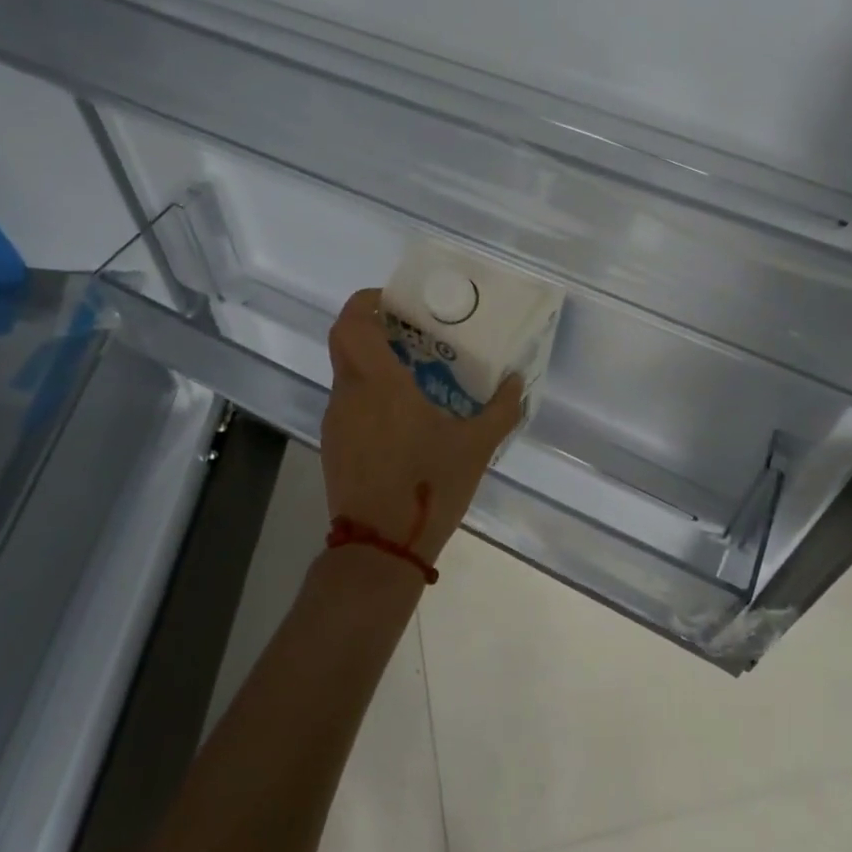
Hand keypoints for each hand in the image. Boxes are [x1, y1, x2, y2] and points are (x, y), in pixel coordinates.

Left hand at [321, 288, 523, 564]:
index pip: (352, 322)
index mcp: (379, 383)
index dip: (366, 301)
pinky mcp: (334, 445)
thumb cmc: (427, 487)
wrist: (380, 550)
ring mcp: (337, 421)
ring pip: (346, 372)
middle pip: (344, 341)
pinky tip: (401, 415)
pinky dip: (369, 393)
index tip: (394, 300)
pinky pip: (348, 402)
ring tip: (413, 373)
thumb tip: (517, 382)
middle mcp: (349, 394)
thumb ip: (501, 410)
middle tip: (409, 330)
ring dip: (372, 362)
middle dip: (371, 326)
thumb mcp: (476, 447)